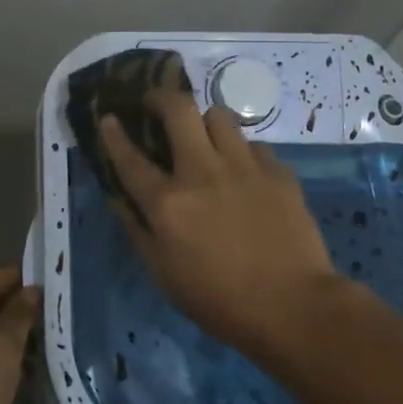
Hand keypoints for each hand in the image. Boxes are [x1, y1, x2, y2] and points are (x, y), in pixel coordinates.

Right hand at [101, 93, 338, 352]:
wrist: (293, 307)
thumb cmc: (219, 301)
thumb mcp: (164, 275)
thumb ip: (138, 231)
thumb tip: (119, 199)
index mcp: (168, 204)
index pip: (130, 159)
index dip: (114, 135)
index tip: (109, 118)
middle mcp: (202, 173)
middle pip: (178, 110)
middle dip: (161, 97)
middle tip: (157, 103)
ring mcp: (244, 167)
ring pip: (220, 115)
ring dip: (205, 121)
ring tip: (205, 136)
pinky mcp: (278, 172)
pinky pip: (254, 145)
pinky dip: (243, 152)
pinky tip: (245, 172)